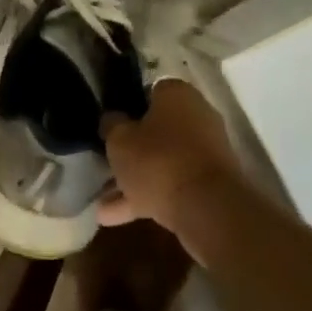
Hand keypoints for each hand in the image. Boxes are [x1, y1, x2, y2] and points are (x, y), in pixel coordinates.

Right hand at [98, 78, 245, 237]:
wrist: (208, 210)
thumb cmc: (158, 161)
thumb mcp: (119, 140)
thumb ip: (112, 126)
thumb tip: (112, 119)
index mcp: (177, 94)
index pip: (148, 92)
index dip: (127, 108)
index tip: (110, 126)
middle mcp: (197, 117)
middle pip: (156, 130)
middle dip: (130, 151)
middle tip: (105, 165)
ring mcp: (206, 152)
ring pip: (162, 162)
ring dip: (134, 181)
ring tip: (102, 204)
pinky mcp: (209, 185)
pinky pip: (172, 185)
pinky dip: (148, 198)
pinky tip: (117, 218)